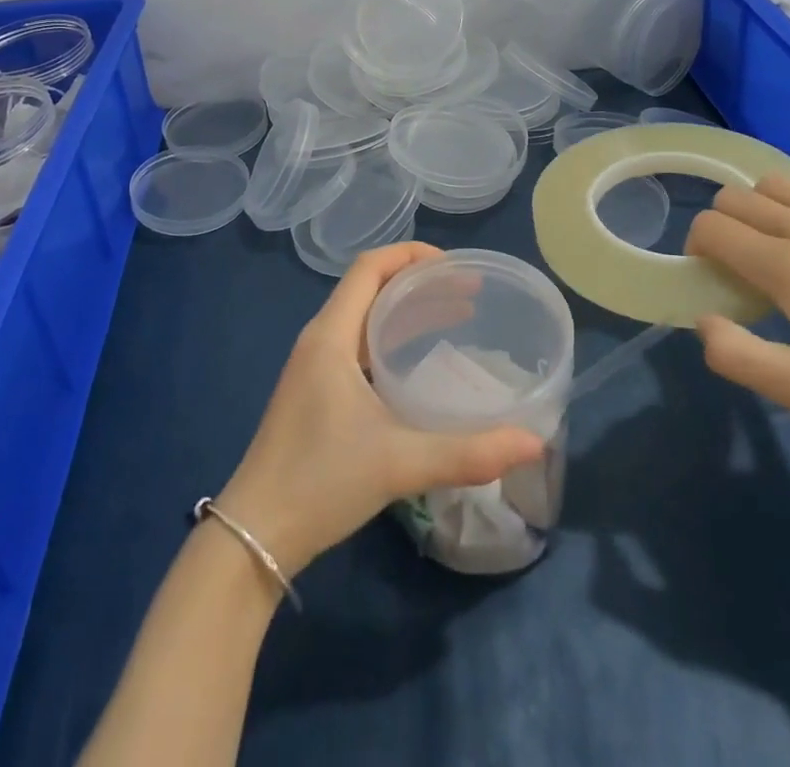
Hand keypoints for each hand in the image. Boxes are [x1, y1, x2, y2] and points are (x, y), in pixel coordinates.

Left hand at [214, 242, 545, 574]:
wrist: (254, 535)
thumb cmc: (322, 482)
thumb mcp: (400, 463)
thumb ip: (469, 452)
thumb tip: (534, 442)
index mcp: (331, 335)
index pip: (369, 267)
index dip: (411, 254)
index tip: (455, 266)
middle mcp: (319, 340)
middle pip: (370, 288)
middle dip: (419, 283)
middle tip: (468, 294)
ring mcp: (313, 367)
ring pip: (364, 318)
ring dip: (405, 312)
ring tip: (454, 318)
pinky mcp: (314, 393)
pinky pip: (357, 346)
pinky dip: (390, 339)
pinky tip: (417, 364)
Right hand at [685, 175, 789, 459]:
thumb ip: (737, 356)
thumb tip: (703, 321)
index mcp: (788, 267)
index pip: (714, 226)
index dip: (698, 244)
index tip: (710, 273)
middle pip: (741, 197)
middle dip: (724, 222)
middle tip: (739, 263)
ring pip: (785, 186)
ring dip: (765, 208)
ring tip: (781, 248)